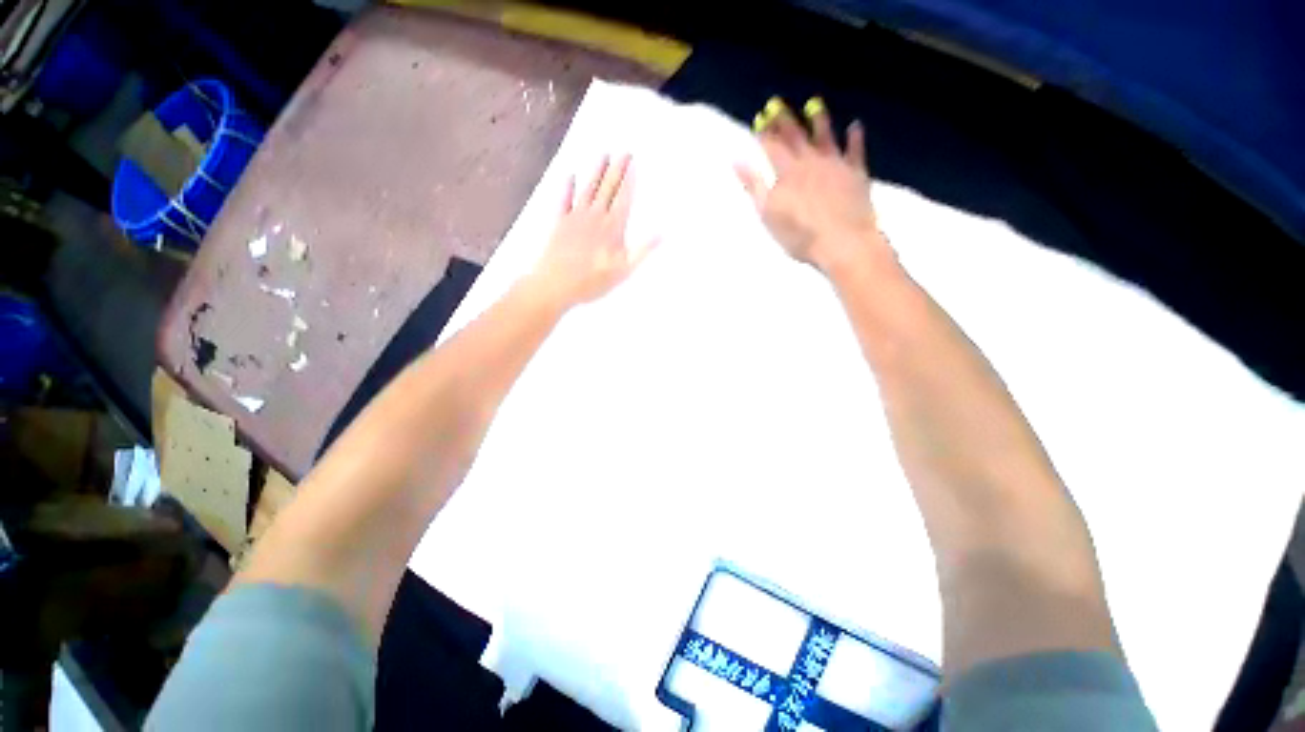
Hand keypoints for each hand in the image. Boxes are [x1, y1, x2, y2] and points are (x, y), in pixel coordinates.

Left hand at [525, 154, 656, 308]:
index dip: (629, 180)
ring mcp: (576, 217)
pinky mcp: (560, 222)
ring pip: (588, 189)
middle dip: (617, 169)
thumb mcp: (623, 270)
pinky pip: (564, 199)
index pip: (624, 198)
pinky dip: (567, 187)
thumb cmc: (593, 280)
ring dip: (596, 171)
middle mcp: (595, 216)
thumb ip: (641, 251)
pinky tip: (570, 175)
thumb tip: (662, 234)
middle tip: (623, 151)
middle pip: (608, 188)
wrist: (556, 283)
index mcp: (613, 227)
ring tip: (603, 155)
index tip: (633, 162)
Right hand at [736, 97, 888, 274]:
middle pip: (795, 136)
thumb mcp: (768, 214)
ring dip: (819, 120)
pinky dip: (855, 138)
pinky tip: (855, 126)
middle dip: (784, 120)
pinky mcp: (856, 173)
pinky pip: (856, 150)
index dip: (764, 132)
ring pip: (825, 136)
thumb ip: (754, 186)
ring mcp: (835, 165)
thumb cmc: (800, 234)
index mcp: (787, 172)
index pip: (772, 146)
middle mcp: (811, 161)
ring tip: (814, 104)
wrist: (842, 242)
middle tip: (777, 103)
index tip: (758, 119)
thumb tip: (736, 160)